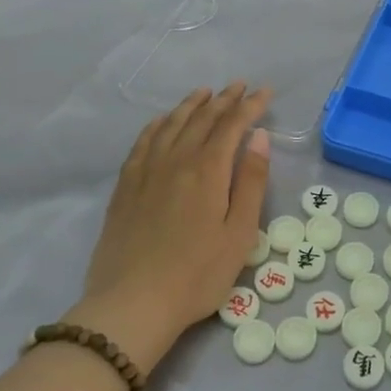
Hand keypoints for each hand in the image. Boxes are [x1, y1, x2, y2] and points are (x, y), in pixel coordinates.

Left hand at [74, 84, 270, 372]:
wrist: (132, 304)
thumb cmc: (198, 274)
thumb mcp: (239, 233)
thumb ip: (250, 181)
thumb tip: (259, 137)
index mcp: (207, 171)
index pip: (231, 125)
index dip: (250, 106)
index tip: (265, 93)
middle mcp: (175, 161)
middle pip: (201, 119)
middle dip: (224, 100)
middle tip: (240, 86)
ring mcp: (145, 172)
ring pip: (170, 125)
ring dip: (190, 105)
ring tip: (205, 93)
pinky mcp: (125, 187)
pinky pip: (142, 142)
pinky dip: (157, 124)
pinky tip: (162, 121)